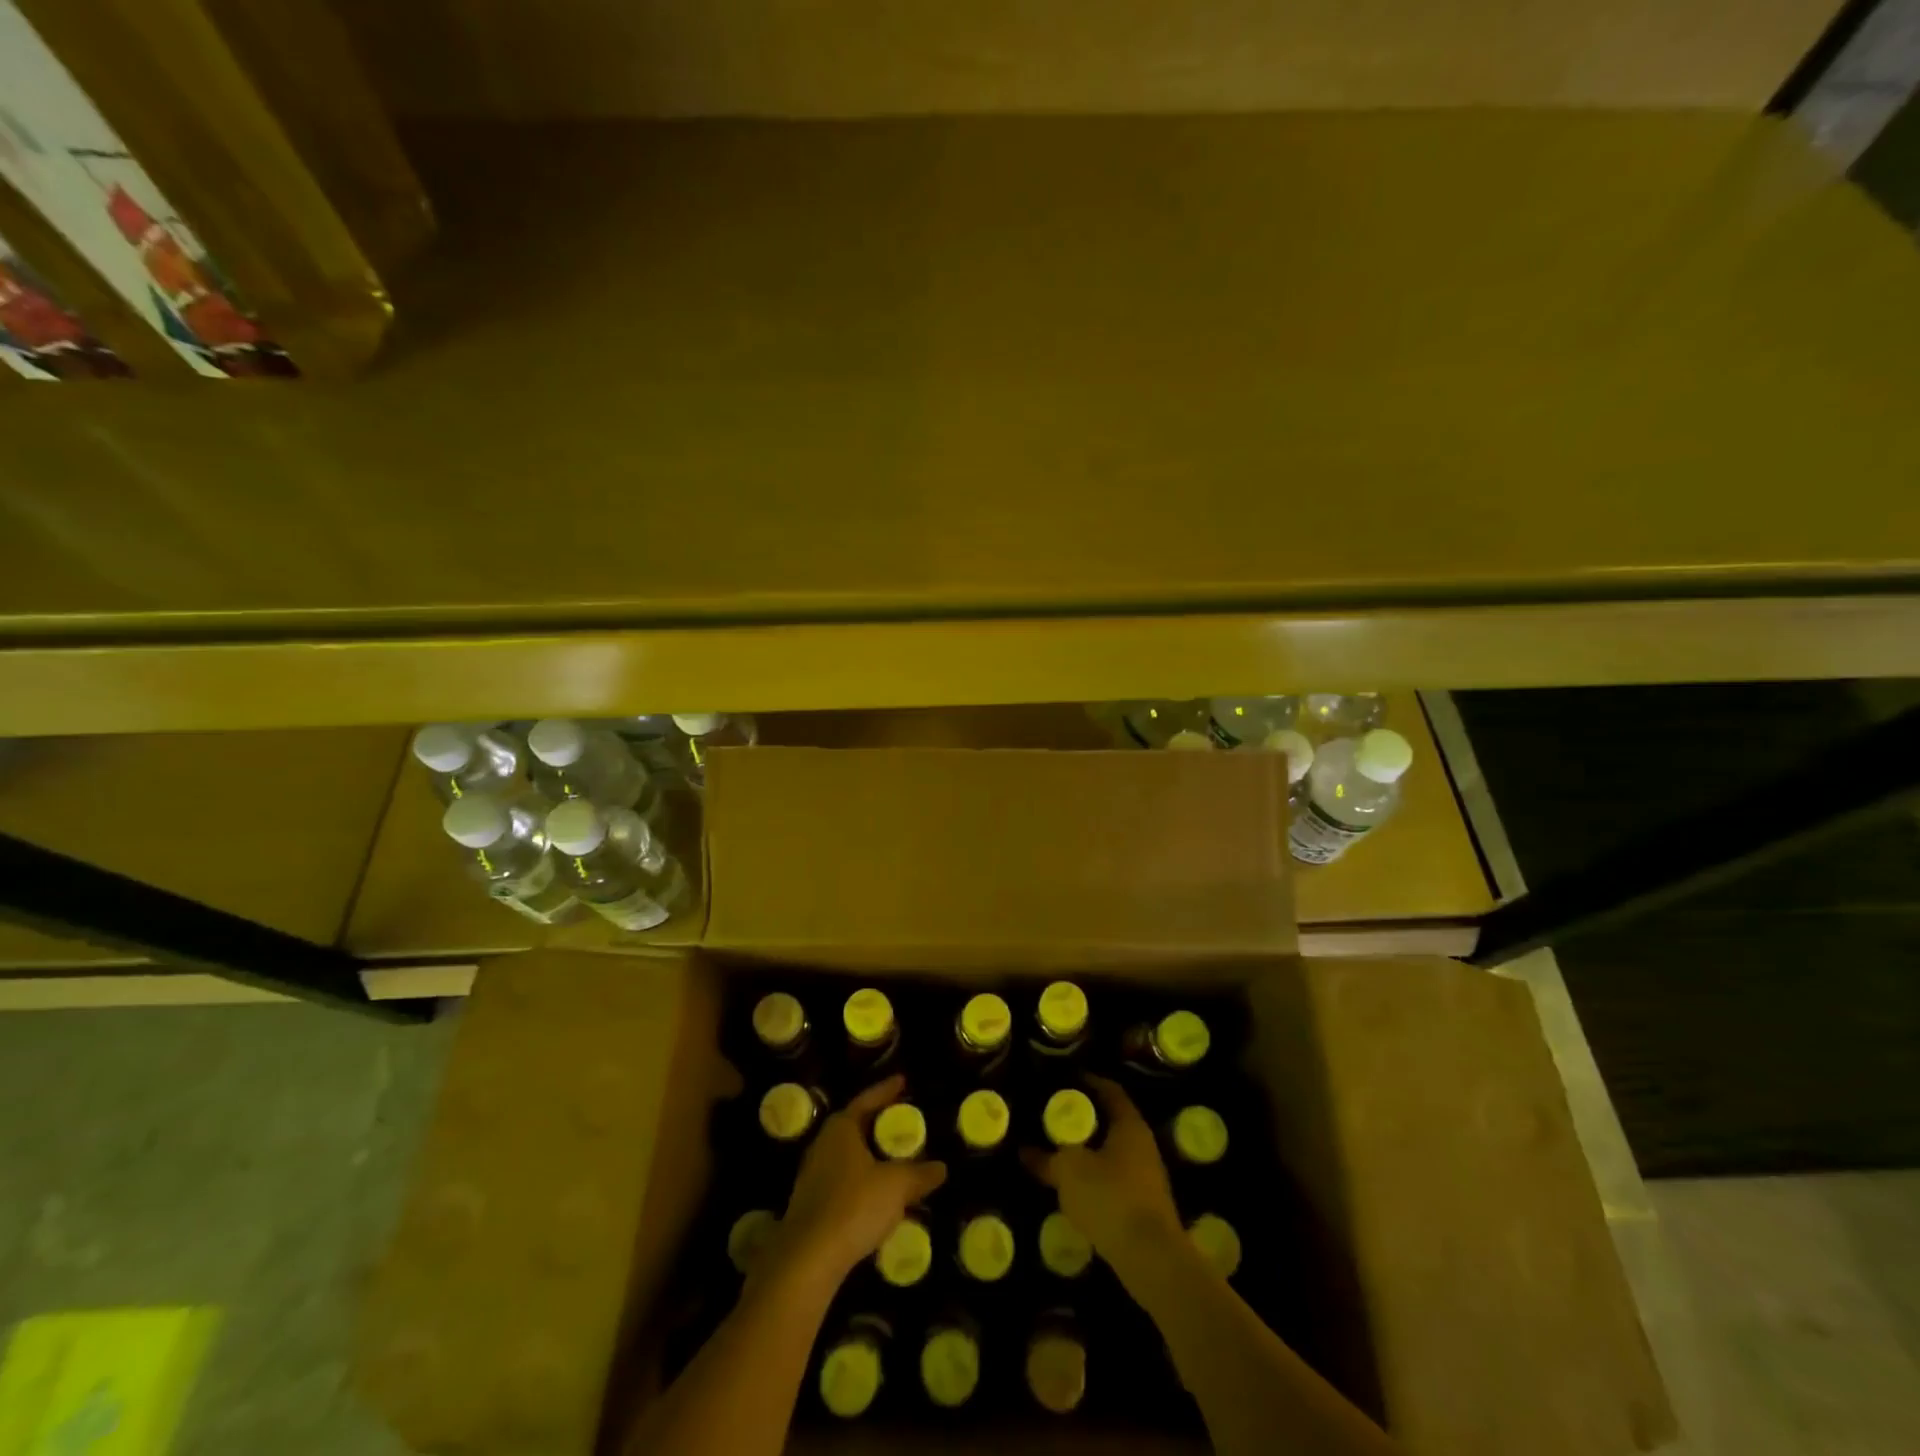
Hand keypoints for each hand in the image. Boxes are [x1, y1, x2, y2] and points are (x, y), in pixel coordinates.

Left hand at [770, 1075, 946, 1286]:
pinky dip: (862, 1181)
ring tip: (894, 1159)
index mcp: (841, 1128)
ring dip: (870, 1156)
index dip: (887, 1090)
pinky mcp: (811, 1204)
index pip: (867, 1099)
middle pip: (855, 1125)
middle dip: (878, 1124)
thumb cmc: (854, 1206)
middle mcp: (824, 1144)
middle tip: (902, 1120)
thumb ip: (920, 1174)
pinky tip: (877, 1196)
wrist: (808, 1260)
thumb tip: (941, 1167)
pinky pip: (843, 1181)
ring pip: (848, 1156)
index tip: (903, 1081)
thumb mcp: (896, 1186)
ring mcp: (813, 1175)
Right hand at [1023, 1074, 1183, 1278]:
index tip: (1065, 1079)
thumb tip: (1024, 1151)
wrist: (1150, 1259)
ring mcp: (1147, 1177)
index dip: (1088, 1081)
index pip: (1110, 1090)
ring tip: (1059, 1151)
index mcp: (1129, 1125)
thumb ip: (1046, 1159)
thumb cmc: (1110, 1198)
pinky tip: (1074, 1188)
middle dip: (1085, 1119)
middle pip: (1111, 1121)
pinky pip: (1115, 1180)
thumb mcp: (1068, 1172)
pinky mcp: (1144, 1207)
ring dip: (1089, 1151)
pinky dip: (1095, 1178)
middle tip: (1055, 1115)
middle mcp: (1143, 1145)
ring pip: (1113, 1153)